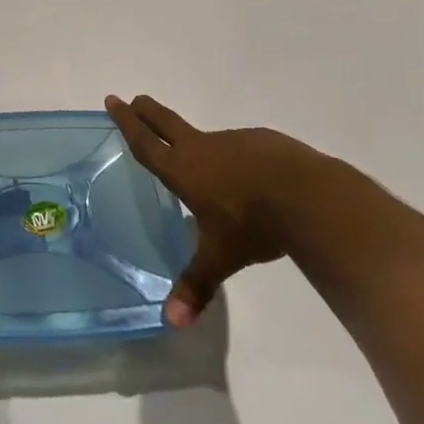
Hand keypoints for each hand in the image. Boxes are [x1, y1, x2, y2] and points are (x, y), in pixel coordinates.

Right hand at [105, 93, 309, 327]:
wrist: (310, 197)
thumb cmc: (254, 224)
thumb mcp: (222, 257)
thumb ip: (197, 285)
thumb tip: (171, 324)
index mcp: (184, 170)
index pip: (146, 143)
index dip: (126, 122)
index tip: (113, 100)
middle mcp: (203, 148)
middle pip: (167, 122)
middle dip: (148, 111)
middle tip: (135, 99)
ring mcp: (235, 141)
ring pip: (209, 139)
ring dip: (199, 145)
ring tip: (207, 166)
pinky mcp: (265, 142)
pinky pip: (244, 149)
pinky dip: (239, 159)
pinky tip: (255, 182)